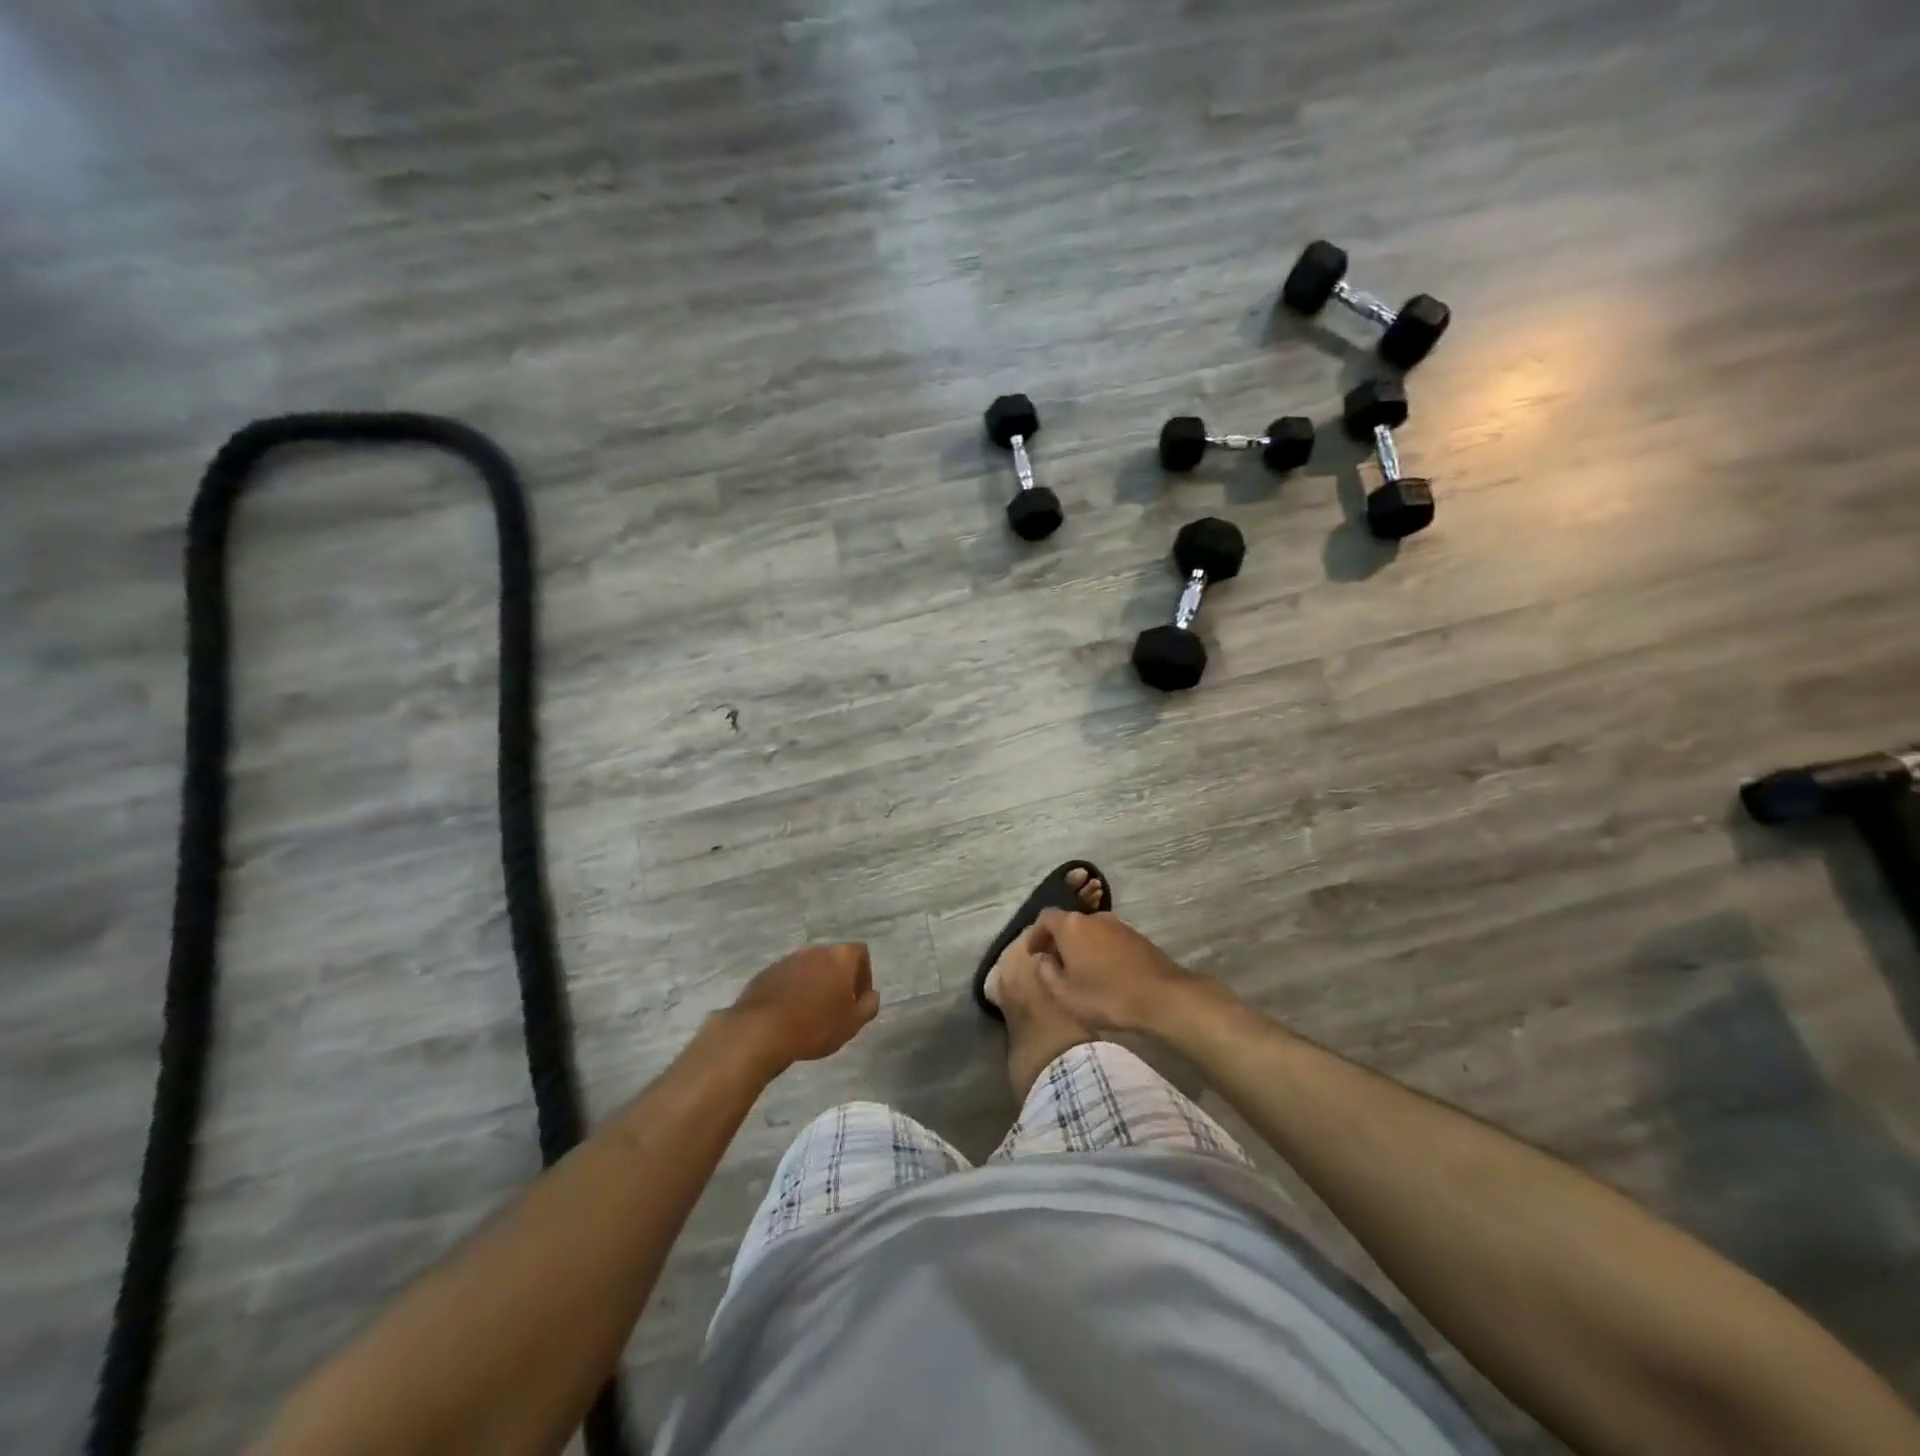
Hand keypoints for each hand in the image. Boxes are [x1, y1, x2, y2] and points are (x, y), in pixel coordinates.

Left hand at [729, 943, 878, 1068]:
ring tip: (811, 1012)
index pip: (861, 953)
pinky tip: (789, 1014)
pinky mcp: (767, 972)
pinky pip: (788, 977)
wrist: (761, 1032)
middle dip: (838, 979)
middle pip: (834, 959)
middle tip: (837, 1007)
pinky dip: (793, 990)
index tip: (858, 999)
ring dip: (815, 984)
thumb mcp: (852, 1023)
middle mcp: (814, 950)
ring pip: (809, 968)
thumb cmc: (815, 1026)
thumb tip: (871, 995)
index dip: (864, 975)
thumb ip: (869, 1005)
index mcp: (839, 957)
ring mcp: (788, 959)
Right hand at [1026, 909, 1201, 1032]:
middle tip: (1054, 962)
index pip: (1045, 918)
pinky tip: (1103, 971)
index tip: (1033, 952)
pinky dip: (1099, 950)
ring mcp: (1118, 924)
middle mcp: (1093, 917)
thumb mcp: (1065, 994)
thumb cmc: (1106, 996)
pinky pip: (1108, 938)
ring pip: (1090, 930)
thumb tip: (1043, 958)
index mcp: (1071, 926)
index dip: (1036, 934)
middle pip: (1068, 922)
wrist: (1162, 996)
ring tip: (1079, 969)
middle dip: (1058, 940)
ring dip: (1081, 945)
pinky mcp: (1136, 936)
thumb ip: (1046, 972)